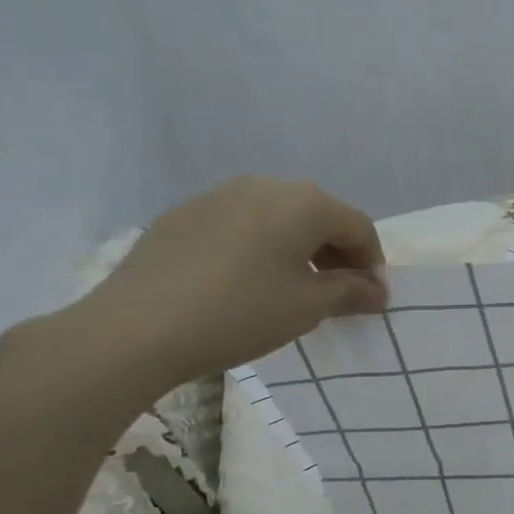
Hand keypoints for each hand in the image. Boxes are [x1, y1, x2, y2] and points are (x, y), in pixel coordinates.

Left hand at [40, 177, 385, 395]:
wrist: (136, 327)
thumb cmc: (240, 313)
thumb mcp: (307, 307)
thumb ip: (350, 292)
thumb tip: (377, 291)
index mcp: (304, 203)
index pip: (358, 226)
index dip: (373, 263)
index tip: (372, 298)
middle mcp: (265, 186)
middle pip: (318, 216)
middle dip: (337, 254)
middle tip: (339, 293)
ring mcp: (219, 195)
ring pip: (277, 218)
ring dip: (298, 249)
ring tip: (293, 288)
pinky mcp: (183, 214)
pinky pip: (240, 224)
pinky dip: (259, 247)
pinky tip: (245, 282)